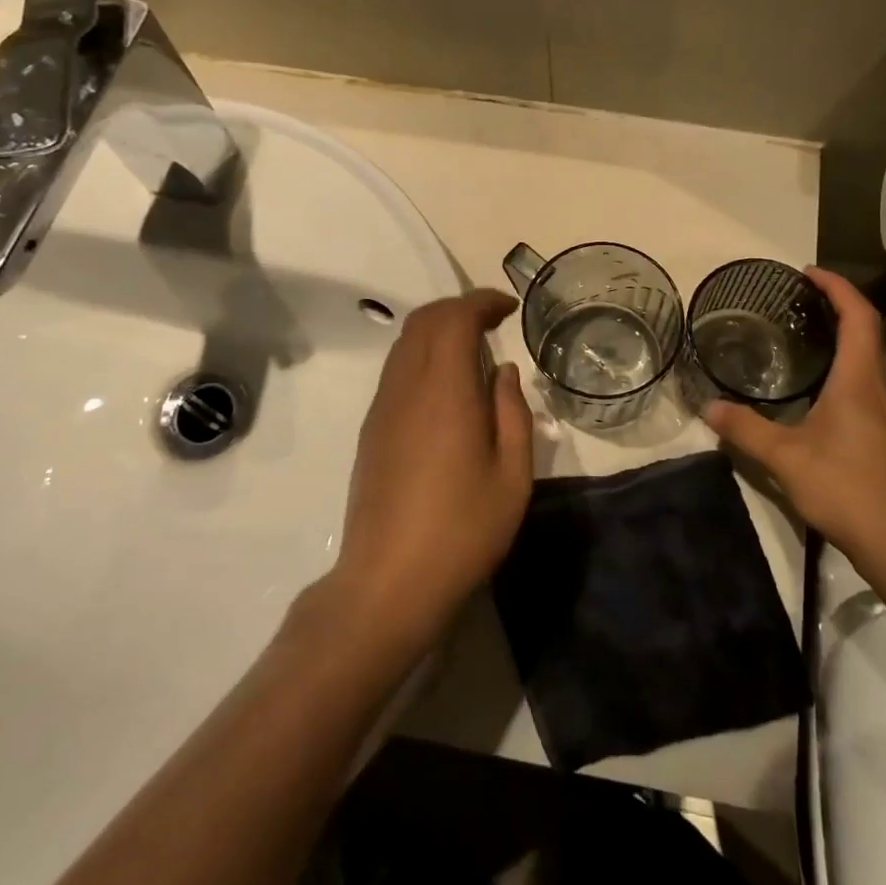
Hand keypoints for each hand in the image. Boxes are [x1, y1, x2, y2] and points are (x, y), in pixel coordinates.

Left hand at [331, 291, 533, 649]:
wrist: (388, 582)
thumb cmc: (462, 530)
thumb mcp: (512, 476)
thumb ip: (513, 413)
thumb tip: (503, 372)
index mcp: (445, 391)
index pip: (455, 318)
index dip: (482, 302)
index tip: (509, 308)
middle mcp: (407, 387)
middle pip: (424, 320)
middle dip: (460, 307)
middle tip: (494, 321)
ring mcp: (383, 406)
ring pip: (406, 342)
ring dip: (439, 329)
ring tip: (474, 348)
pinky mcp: (372, 428)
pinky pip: (397, 368)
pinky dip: (423, 354)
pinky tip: (447, 384)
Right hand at [703, 268, 885, 561]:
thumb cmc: (848, 489)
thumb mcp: (786, 458)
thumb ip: (745, 430)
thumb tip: (708, 407)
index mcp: (860, 380)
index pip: (858, 316)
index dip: (837, 287)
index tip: (808, 273)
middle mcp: (882, 389)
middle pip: (867, 334)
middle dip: (836, 310)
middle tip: (796, 304)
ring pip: (869, 363)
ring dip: (842, 343)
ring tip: (802, 342)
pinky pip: (869, 389)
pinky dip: (845, 373)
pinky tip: (819, 396)